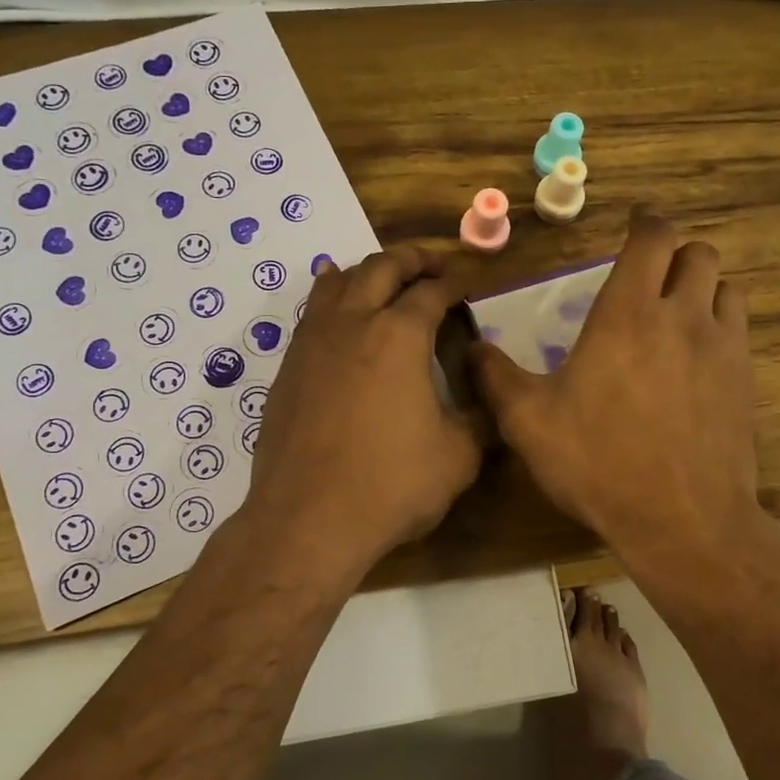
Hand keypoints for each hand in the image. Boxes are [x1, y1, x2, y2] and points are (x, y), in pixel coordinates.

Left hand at [243, 243, 482, 574]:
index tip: (469, 284)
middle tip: (435, 265)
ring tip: (386, 275)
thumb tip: (490, 401)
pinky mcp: (288, 368)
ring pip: (339, 283)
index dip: (456, 283)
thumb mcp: (459, 457)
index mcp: (399, 335)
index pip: (433, 292)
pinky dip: (330, 296)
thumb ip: (480, 420)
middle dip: (413, 259)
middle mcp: (353, 323)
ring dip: (368, 271)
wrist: (308, 520)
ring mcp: (313, 342)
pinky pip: (312, 314)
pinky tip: (333, 301)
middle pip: (383, 267)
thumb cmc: (391, 485)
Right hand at [470, 210, 763, 573]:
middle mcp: (682, 316)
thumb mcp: (529, 423)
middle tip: (650, 277)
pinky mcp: (746, 381)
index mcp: (627, 314)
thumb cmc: (599, 462)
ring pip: (726, 287)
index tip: (634, 224)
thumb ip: (496, 378)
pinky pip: (739, 330)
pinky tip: (698, 358)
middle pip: (698, 253)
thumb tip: (471, 348)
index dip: (645, 222)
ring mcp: (722, 347)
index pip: (651, 239)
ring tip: (677, 313)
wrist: (682, 519)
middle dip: (675, 254)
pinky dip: (720, 325)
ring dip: (702, 288)